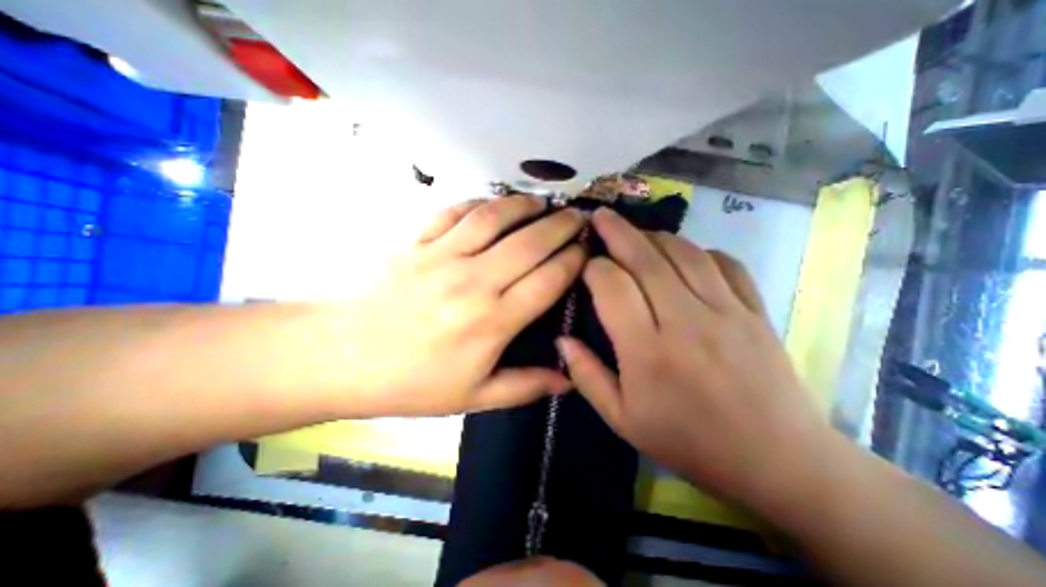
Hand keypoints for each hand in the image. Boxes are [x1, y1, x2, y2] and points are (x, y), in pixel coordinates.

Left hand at [327, 198, 585, 416]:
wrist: (344, 357)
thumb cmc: (413, 383)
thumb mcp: (474, 398)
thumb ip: (525, 386)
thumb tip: (569, 380)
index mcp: (492, 322)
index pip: (548, 280)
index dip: (573, 261)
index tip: (586, 251)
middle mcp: (474, 281)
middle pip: (530, 243)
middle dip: (561, 226)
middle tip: (578, 217)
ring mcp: (442, 256)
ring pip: (495, 217)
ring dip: (524, 205)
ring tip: (543, 202)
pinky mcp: (416, 241)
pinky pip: (455, 212)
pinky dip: (479, 202)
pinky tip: (494, 203)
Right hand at [559, 208, 839, 509]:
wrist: (776, 461)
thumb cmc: (688, 441)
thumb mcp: (622, 420)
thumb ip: (586, 376)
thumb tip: (561, 340)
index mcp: (647, 351)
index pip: (612, 287)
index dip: (594, 268)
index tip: (585, 266)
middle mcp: (685, 321)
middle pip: (646, 259)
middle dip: (618, 232)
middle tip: (601, 216)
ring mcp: (726, 311)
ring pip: (684, 253)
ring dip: (655, 236)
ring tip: (636, 233)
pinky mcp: (754, 311)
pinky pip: (725, 264)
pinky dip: (700, 251)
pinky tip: (685, 254)